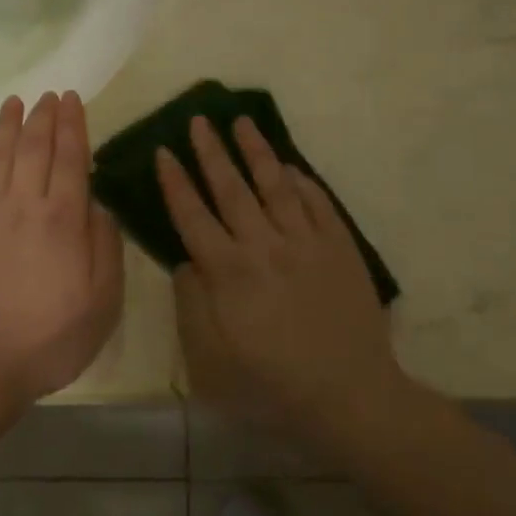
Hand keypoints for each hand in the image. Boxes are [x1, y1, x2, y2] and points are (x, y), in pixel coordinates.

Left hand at [0, 92, 124, 401]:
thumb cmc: (48, 339)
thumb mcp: (102, 303)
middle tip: (49, 96)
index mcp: (62, 219)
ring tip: (15, 102)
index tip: (72, 100)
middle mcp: (22, 204)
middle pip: (34, 148)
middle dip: (44, 117)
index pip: (70, 158)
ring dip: (7, 126)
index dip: (73, 126)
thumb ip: (105, 248)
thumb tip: (98, 206)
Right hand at [156, 114, 402, 435]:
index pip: (193, 215)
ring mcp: (307, 242)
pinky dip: (303, 181)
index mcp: (230, 272)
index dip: (175, 182)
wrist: (351, 396)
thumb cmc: (273, 385)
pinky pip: (319, 203)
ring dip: (257, 151)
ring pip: (277, 185)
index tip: (164, 151)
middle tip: (199, 119)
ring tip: (242, 122)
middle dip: (212, 152)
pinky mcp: (341, 248)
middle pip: (232, 189)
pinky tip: (292, 167)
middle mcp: (265, 245)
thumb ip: (192, 305)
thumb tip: (188, 262)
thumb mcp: (211, 361)